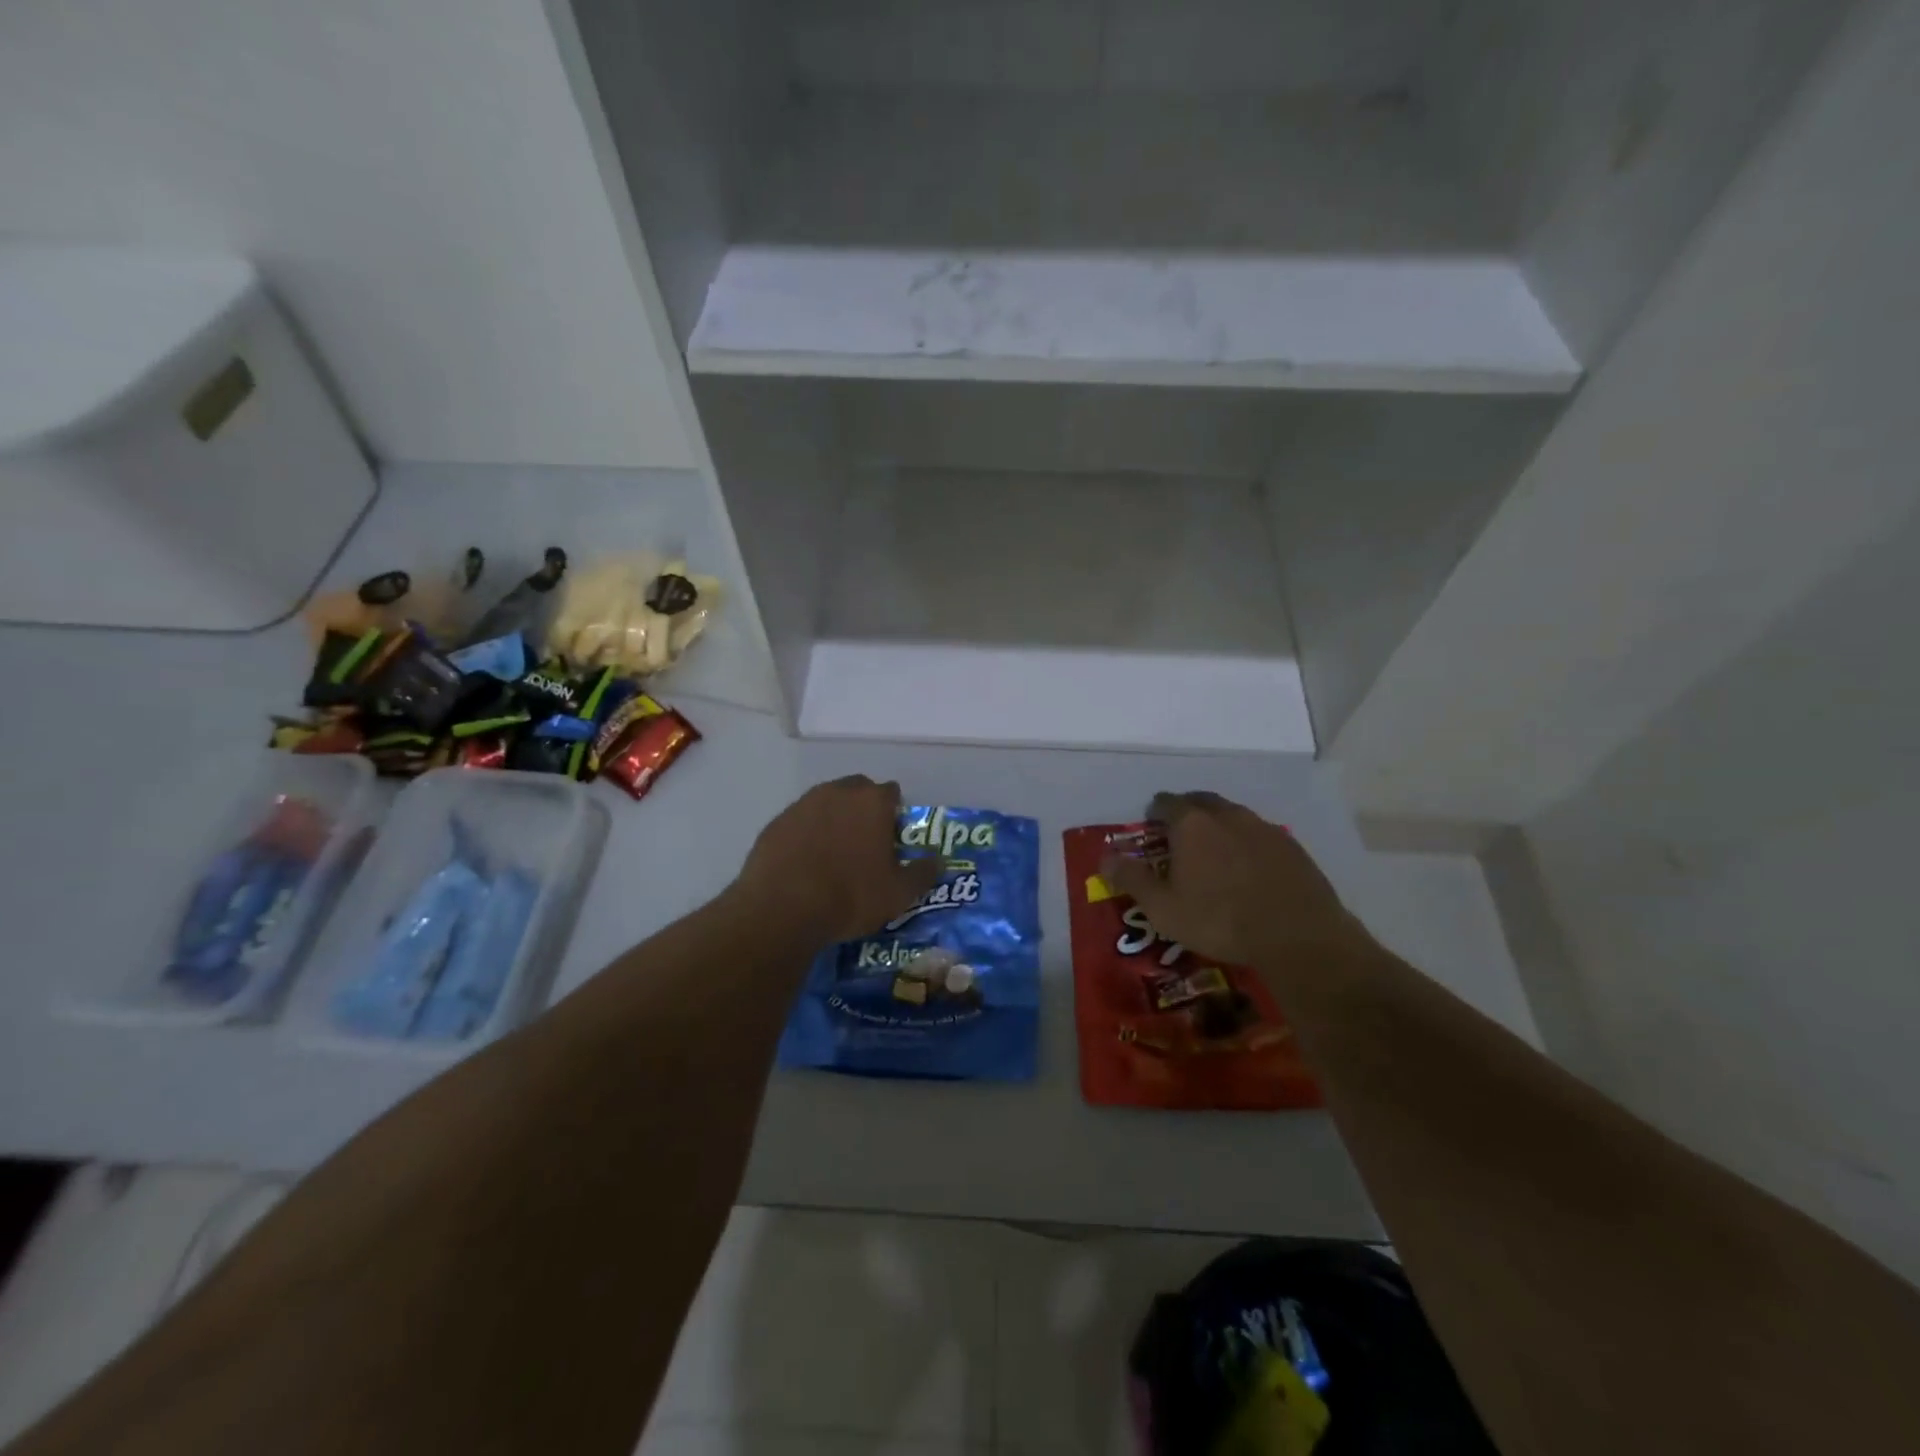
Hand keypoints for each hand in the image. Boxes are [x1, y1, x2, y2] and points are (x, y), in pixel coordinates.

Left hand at [733, 776, 943, 944]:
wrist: (783, 909)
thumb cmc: (850, 897)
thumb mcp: (899, 894)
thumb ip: (923, 873)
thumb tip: (938, 861)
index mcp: (872, 802)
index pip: (891, 793)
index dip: (895, 814)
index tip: (892, 839)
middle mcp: (837, 792)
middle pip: (857, 790)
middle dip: (863, 810)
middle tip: (865, 844)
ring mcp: (802, 804)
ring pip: (826, 803)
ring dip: (833, 819)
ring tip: (833, 855)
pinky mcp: (776, 822)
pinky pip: (799, 822)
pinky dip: (806, 835)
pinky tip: (805, 863)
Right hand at [1101, 792, 1373, 971]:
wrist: (1297, 935)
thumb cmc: (1219, 920)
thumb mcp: (1163, 908)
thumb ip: (1132, 879)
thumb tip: (1105, 858)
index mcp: (1191, 824)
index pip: (1165, 803)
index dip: (1154, 812)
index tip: (1151, 826)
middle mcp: (1226, 815)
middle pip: (1201, 801)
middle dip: (1187, 811)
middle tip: (1180, 834)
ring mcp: (1263, 828)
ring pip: (1233, 815)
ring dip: (1219, 825)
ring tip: (1214, 851)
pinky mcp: (1291, 846)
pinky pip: (1260, 834)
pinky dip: (1247, 843)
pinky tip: (1249, 868)